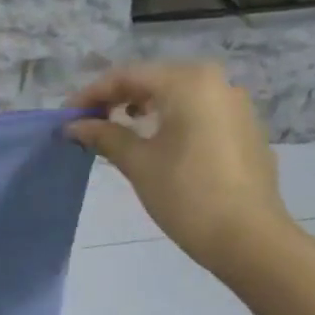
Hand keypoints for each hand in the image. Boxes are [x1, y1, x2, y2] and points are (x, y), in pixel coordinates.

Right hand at [66, 60, 294, 276]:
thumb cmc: (186, 194)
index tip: (65, 117)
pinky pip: (197, 111)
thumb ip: (104, 135)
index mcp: (188, 82)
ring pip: (176, 94)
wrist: (249, 238)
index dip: (91, 94)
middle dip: (116, 98)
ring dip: (142, 107)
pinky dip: (169, 118)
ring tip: (116, 130)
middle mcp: (216, 82)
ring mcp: (235, 104)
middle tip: (87, 122)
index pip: (126, 76)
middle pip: (153, 80)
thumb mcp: (137, 162)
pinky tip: (154, 142)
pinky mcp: (244, 128)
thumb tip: (74, 126)